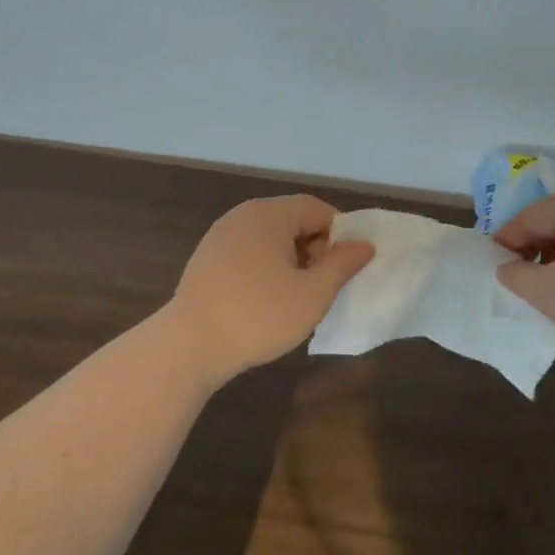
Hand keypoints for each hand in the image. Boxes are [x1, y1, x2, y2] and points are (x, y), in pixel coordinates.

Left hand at [171, 195, 375, 380]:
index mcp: (268, 215)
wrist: (190, 346)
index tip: (344, 268)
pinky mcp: (206, 260)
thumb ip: (342, 265)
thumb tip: (364, 245)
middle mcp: (242, 216)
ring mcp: (219, 237)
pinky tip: (266, 302)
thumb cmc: (259, 315)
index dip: (339, 235)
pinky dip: (266, 270)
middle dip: (315, 250)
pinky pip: (249, 254)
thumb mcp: (313, 293)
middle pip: (292, 221)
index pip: (316, 209)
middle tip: (322, 286)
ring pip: (271, 240)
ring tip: (297, 297)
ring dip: (291, 262)